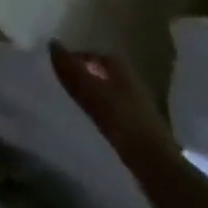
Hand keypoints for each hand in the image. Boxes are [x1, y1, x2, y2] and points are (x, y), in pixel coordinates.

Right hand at [49, 45, 178, 165]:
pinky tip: (91, 122)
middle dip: (83, 75)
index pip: (92, 53)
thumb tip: (51, 43)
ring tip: (73, 103)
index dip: (74, 58)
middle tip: (62, 84)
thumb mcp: (90, 91)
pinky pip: (114, 110)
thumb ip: (70, 69)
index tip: (58, 68)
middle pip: (101, 72)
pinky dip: (101, 111)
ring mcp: (138, 103)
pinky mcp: (141, 126)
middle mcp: (131, 79)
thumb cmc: (122, 120)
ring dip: (92, 94)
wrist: (156, 164)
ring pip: (108, 91)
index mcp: (120, 65)